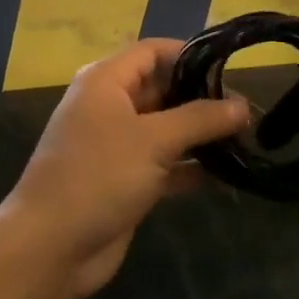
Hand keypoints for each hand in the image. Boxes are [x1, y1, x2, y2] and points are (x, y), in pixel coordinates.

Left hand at [0, 40, 248, 298]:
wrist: (51, 246)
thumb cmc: (99, 176)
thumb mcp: (153, 140)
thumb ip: (200, 119)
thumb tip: (242, 105)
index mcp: (106, 81)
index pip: (152, 52)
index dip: (189, 55)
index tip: (230, 67)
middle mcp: (110, 106)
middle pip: (161, 89)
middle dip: (201, 98)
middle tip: (247, 111)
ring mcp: (117, 145)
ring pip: (166, 129)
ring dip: (200, 135)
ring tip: (246, 139)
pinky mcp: (125, 180)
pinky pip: (164, 163)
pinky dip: (190, 167)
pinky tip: (228, 175)